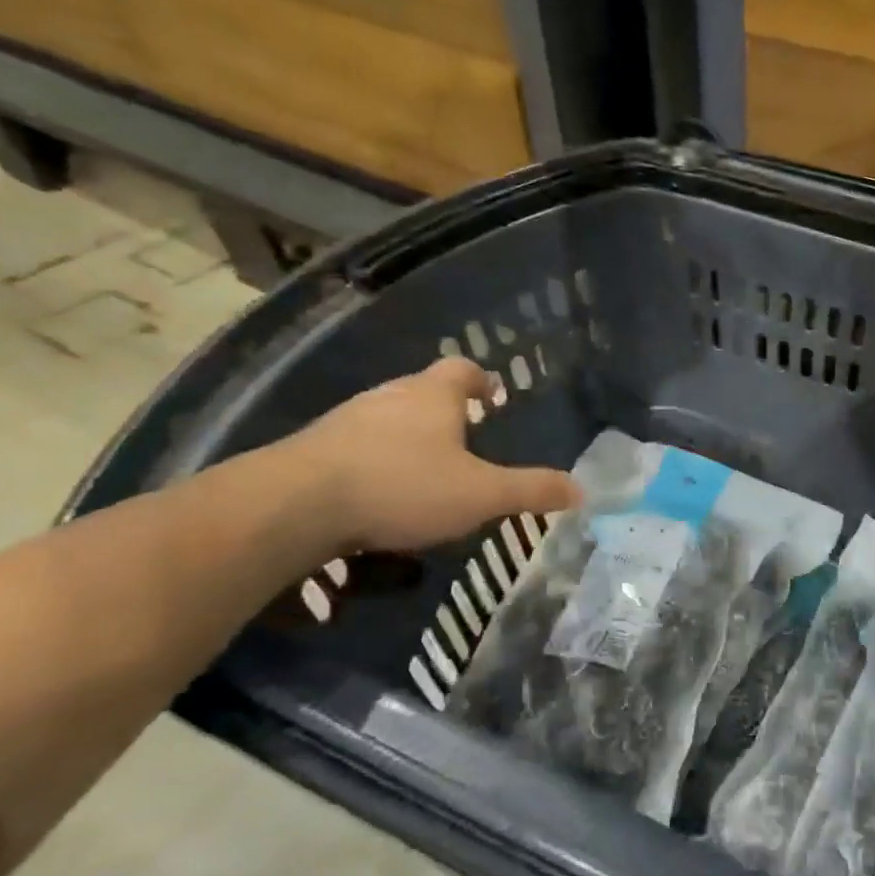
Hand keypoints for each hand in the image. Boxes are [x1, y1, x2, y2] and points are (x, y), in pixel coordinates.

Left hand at [283, 357, 578, 553]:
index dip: (481, 380)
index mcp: (433, 396)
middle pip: (423, 391)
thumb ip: (531, 490)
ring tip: (427, 468)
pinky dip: (375, 460)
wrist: (292, 505)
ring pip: (388, 418)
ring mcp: (346, 420)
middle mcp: (390, 397)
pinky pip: (356, 445)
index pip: (462, 369)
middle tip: (468, 437)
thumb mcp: (481, 494)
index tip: (494, 395)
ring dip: (409, 435)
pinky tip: (380, 492)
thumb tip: (582, 490)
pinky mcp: (313, 449)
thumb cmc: (403, 486)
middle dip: (447, 410)